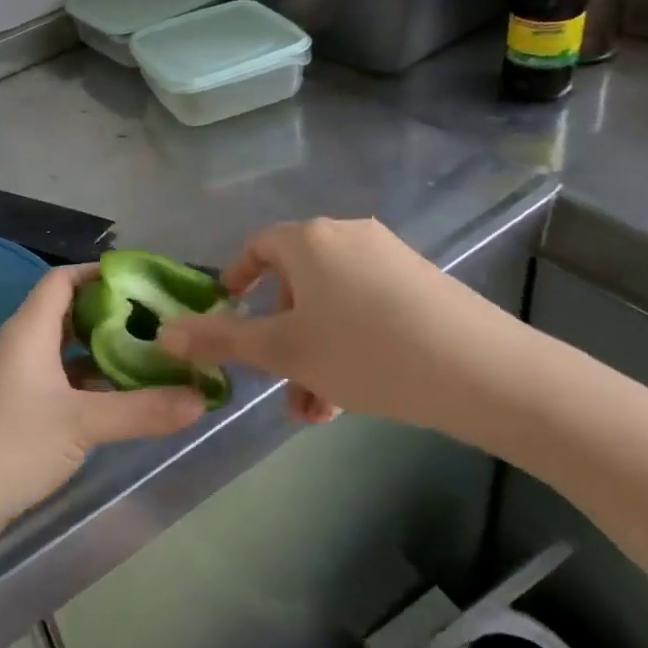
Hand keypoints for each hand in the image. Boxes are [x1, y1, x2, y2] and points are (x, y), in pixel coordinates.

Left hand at [0, 265, 208, 557]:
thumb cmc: (8, 446)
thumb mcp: (81, 425)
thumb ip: (143, 410)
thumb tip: (202, 399)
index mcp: (28, 330)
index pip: (64, 279)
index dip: (101, 274)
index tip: (146, 283)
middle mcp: (19, 346)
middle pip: (69, 314)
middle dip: (112, 316)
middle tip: (160, 326)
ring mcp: (14, 381)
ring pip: (65, 353)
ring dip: (103, 354)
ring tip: (151, 360)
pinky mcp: (14, 413)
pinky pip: (58, 384)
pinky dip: (88, 385)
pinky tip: (119, 401)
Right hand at [156, 217, 530, 448]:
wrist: (484, 372)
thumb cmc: (367, 353)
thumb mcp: (284, 352)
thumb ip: (220, 340)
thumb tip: (163, 333)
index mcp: (309, 240)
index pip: (257, 247)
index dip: (236, 280)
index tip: (228, 317)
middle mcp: (347, 236)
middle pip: (295, 284)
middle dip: (279, 338)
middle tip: (278, 384)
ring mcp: (389, 258)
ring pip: (330, 305)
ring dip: (313, 354)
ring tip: (318, 411)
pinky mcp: (422, 283)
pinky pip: (366, 309)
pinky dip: (348, 346)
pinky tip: (355, 397)